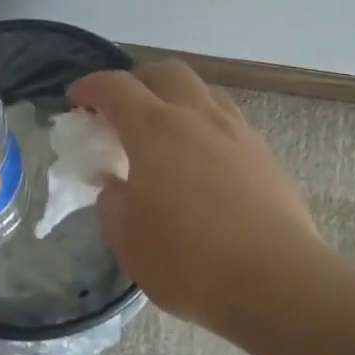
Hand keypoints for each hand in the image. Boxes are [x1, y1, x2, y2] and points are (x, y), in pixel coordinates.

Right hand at [69, 61, 322, 330]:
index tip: (76, 100)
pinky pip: (228, 120)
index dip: (90, 87)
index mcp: (155, 129)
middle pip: (165, 72)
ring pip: (203, 91)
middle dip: (137, 81)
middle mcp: (198, 117)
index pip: (115, 88)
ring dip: (176, 97)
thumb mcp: (128, 239)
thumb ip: (113, 203)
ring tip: (164, 130)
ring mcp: (237, 132)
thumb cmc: (189, 260)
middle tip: (121, 108)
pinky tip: (201, 159)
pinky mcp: (265, 156)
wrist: (277, 282)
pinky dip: (205, 124)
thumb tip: (117, 187)